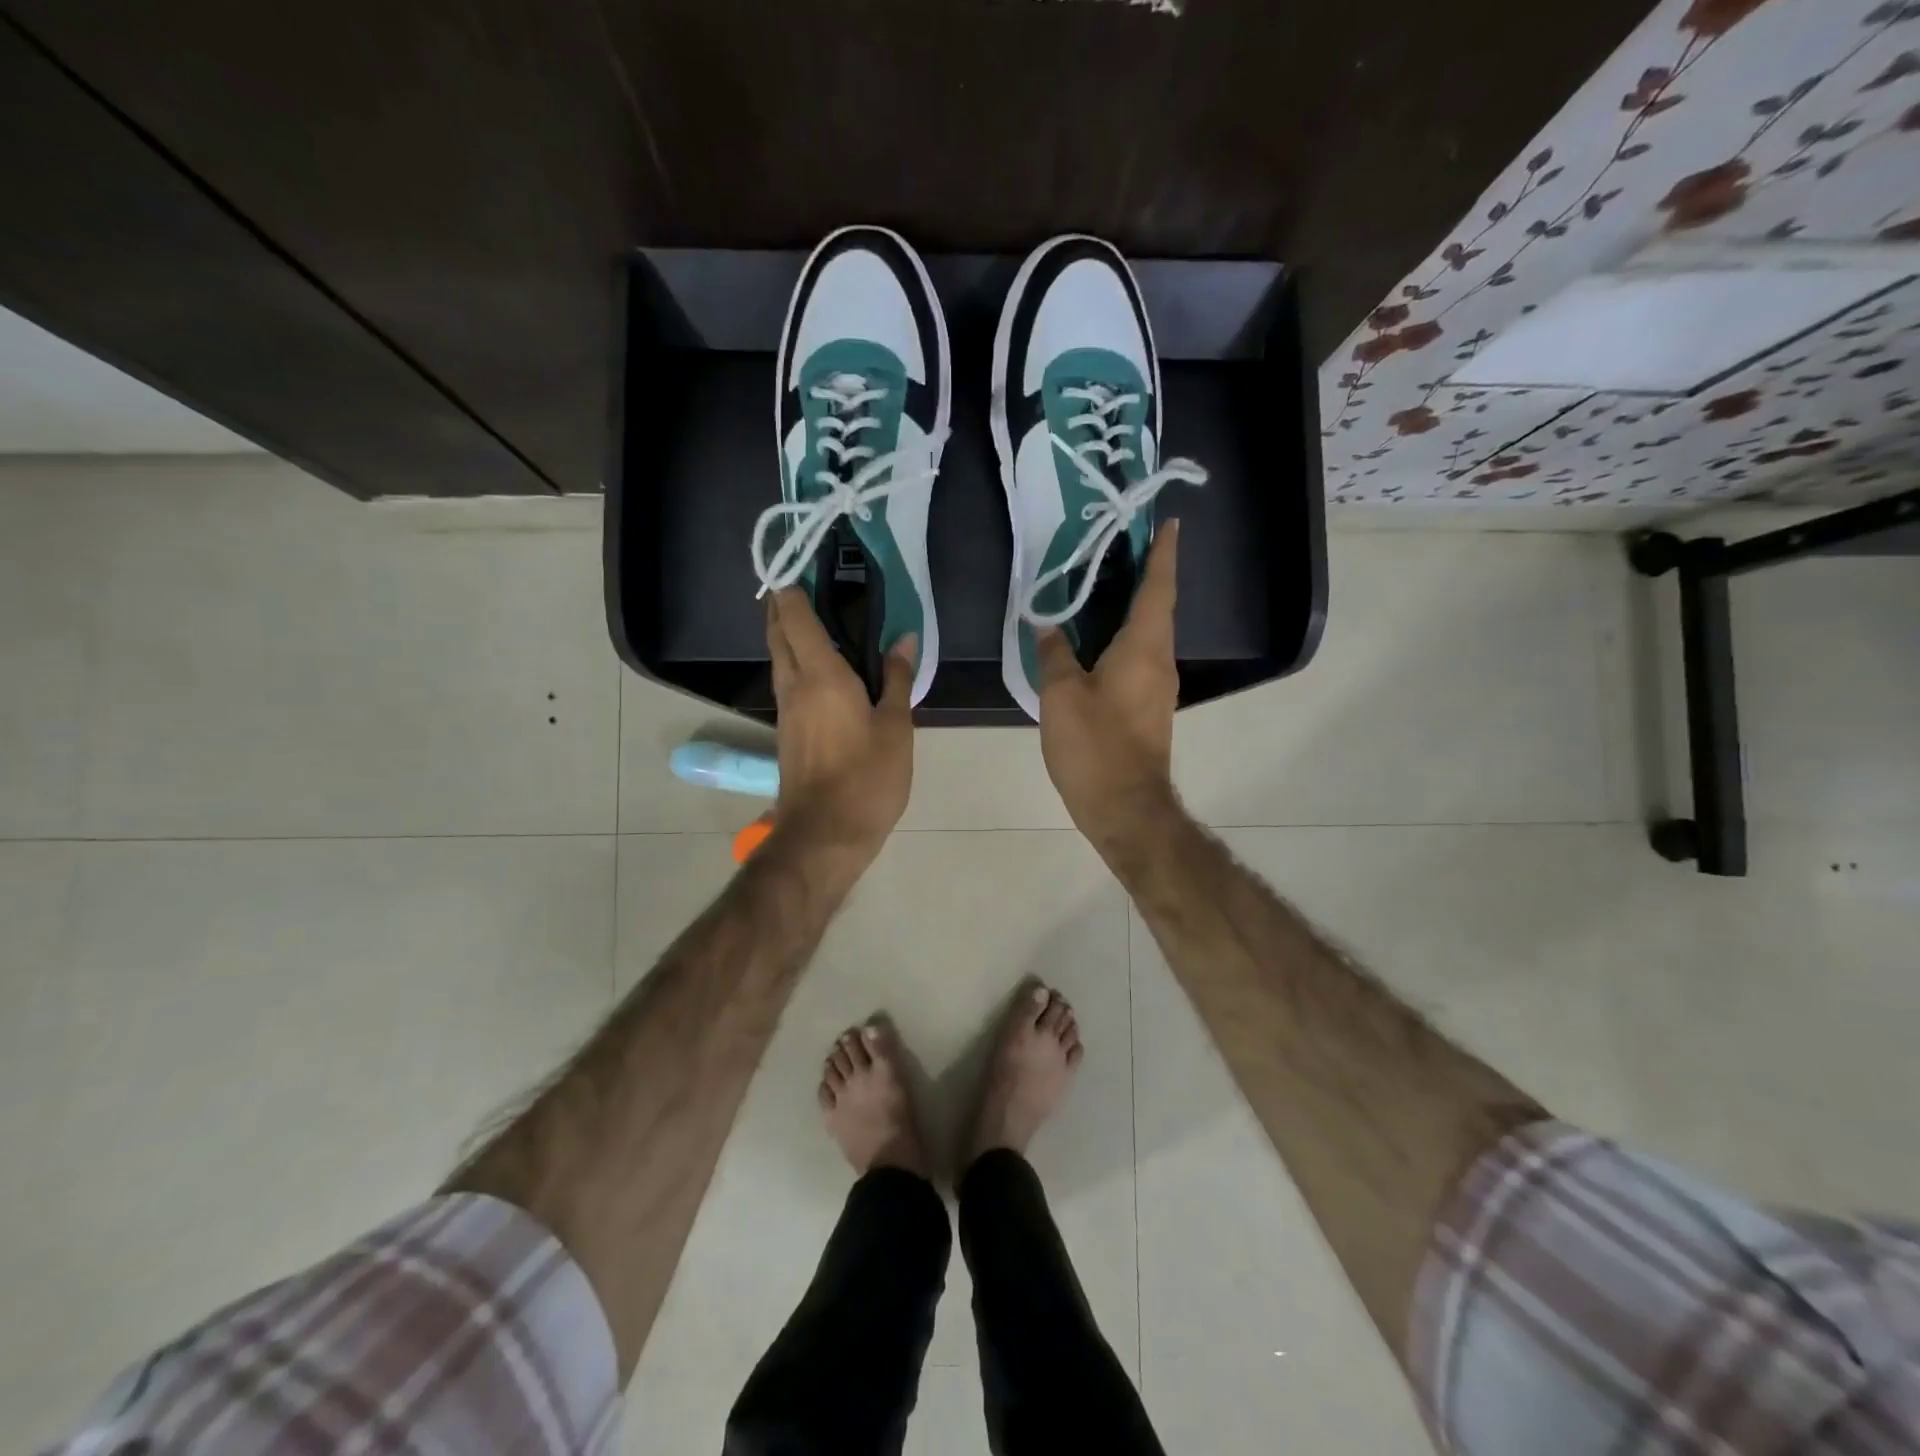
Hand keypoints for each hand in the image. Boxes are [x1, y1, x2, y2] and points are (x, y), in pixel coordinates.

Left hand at [767, 589, 914, 860]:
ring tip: (808, 614)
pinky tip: (815, 665)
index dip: (792, 587)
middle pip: (778, 633)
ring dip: (785, 632)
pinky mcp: (786, 731)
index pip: (796, 617)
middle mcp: (794, 685)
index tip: (797, 561)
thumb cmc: (867, 779)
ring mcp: (785, 710)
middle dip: (781, 604)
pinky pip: (786, 681)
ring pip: (778, 658)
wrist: (825, 835)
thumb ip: (898, 679)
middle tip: (799, 580)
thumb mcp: (896, 728)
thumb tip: (905, 637)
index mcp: (821, 676)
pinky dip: (793, 660)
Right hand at [1036, 520, 1183, 854]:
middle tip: (1120, 548)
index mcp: (1144, 647)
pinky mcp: (1148, 708)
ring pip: (1148, 635)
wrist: (1125, 808)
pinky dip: (1124, 639)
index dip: (1163, 553)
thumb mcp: (1062, 696)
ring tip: (1103, 587)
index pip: (1158, 588)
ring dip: (1133, 608)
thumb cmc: (1095, 746)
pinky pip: (1139, 659)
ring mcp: (1158, 687)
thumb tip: (1047, 625)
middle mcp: (1160, 661)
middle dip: (1145, 575)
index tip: (1170, 523)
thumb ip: (1054, 654)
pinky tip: (1096, 642)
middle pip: (1157, 608)